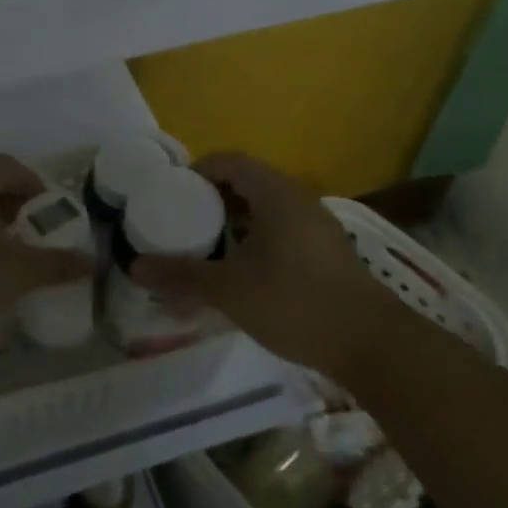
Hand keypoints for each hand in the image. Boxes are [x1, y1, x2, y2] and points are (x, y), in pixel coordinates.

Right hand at [130, 152, 386, 366]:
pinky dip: (255, 241)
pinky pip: (281, 231)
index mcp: (275, 194)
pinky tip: (241, 273)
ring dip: (233, 224)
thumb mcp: (229, 290)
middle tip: (181, 222)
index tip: (171, 194)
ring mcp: (316, 226)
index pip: (229, 161)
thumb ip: (182, 275)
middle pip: (246, 184)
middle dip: (211, 200)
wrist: (372, 345)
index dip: (197, 171)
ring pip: (264, 210)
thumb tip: (134, 266)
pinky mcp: (326, 253)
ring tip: (205, 249)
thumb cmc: (295, 303)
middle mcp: (298, 200)